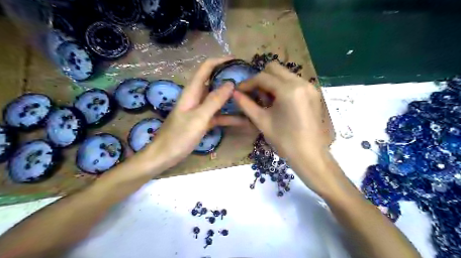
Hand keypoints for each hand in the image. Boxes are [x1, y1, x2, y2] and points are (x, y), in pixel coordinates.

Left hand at [143, 57, 249, 169]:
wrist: (165, 155)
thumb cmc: (179, 136)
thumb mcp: (199, 117)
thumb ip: (214, 100)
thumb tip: (230, 84)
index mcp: (192, 91)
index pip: (206, 68)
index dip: (220, 61)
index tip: (237, 60)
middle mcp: (196, 97)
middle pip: (214, 82)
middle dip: (229, 79)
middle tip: (247, 80)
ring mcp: (200, 109)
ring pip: (218, 100)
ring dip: (231, 98)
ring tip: (249, 98)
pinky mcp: (203, 121)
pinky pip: (218, 115)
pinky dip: (229, 117)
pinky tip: (243, 121)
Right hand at [234, 61, 330, 179]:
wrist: (310, 156)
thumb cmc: (284, 141)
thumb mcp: (262, 121)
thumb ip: (246, 104)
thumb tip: (234, 93)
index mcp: (289, 90)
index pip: (263, 77)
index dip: (248, 83)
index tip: (239, 91)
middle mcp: (301, 82)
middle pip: (275, 68)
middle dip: (260, 79)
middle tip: (254, 94)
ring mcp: (310, 87)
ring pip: (285, 74)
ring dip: (272, 82)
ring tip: (266, 100)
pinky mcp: (314, 93)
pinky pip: (294, 82)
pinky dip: (283, 87)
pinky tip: (279, 103)